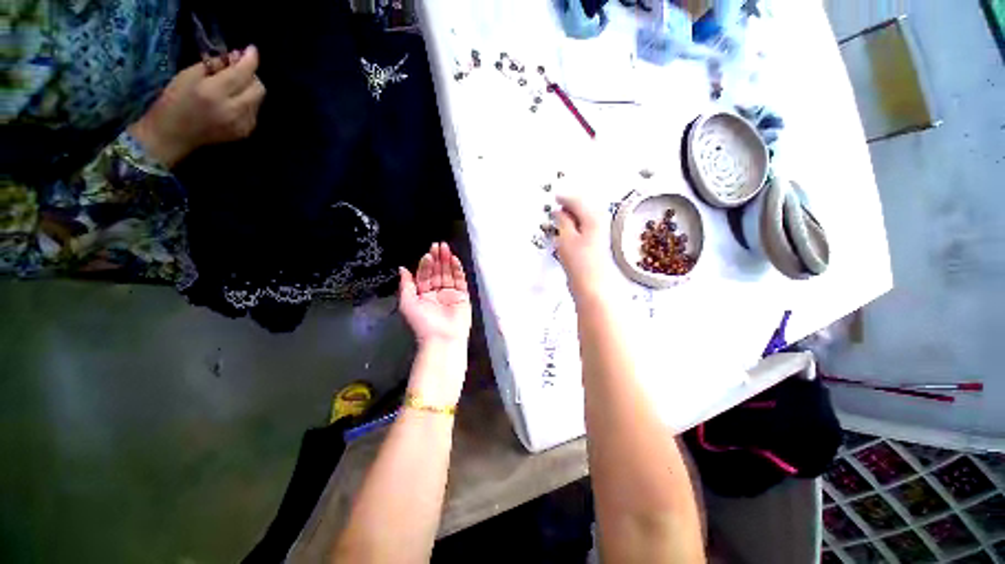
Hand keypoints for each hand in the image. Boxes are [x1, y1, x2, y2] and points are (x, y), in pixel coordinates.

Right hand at [129, 46, 266, 167]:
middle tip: (238, 69)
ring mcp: (242, 124)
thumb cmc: (174, 102)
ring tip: (233, 85)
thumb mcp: (188, 76)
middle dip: (251, 75)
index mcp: (215, 93)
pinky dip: (248, 102)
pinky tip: (233, 101)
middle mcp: (233, 110)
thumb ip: (214, 66)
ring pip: (258, 100)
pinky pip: (254, 112)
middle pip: (258, 88)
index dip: (250, 60)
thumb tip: (235, 58)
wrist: (172, 135)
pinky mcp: (245, 132)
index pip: (242, 73)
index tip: (251, 49)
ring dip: (249, 89)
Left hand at [399, 242, 471, 345]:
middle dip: (437, 259)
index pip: (425, 275)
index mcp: (423, 295)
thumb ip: (406, 285)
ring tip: (446, 248)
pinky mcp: (462, 296)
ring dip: (447, 261)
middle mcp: (436, 292)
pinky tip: (454, 260)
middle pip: (437, 272)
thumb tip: (402, 269)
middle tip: (438, 245)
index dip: (426, 264)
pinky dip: (457, 270)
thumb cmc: (423, 323)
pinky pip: (460, 280)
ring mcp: (450, 294)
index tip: (428, 254)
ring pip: (448, 274)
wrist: (443, 338)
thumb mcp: (408, 303)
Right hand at [554, 195, 610, 299]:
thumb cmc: (580, 263)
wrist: (591, 284)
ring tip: (559, 216)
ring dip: (571, 215)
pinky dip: (574, 224)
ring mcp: (599, 232)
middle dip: (569, 204)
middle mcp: (599, 221)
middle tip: (557, 203)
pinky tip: (567, 229)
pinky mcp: (595, 242)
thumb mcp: (566, 238)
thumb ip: (562, 221)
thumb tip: (558, 211)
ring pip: (583, 216)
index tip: (555, 197)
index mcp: (593, 216)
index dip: (563, 198)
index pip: (577, 200)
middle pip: (583, 206)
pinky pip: (584, 225)